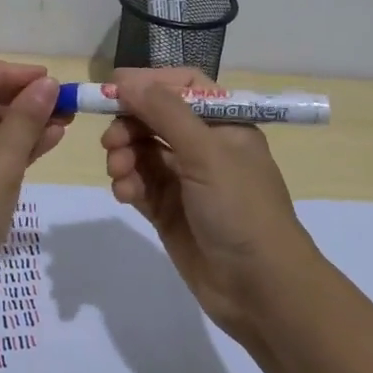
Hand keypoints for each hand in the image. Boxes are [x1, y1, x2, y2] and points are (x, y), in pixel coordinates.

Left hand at [0, 55, 65, 296]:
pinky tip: (45, 146)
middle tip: (63, 105)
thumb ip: (26, 118)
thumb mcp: (0, 161)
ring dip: (21, 125)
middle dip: (20, 99)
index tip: (47, 82)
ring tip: (64, 124)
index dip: (9, 71)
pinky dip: (12, 151)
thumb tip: (48, 84)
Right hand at [100, 68, 318, 343]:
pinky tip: (125, 194)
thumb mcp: (206, 152)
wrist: (261, 290)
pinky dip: (127, 183)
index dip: (149, 82)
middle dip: (129, 124)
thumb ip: (164, 111)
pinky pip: (139, 183)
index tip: (114, 88)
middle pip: (154, 117)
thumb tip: (126, 81)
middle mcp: (204, 146)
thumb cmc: (241, 209)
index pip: (182, 86)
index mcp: (224, 123)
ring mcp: (185, 179)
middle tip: (110, 141)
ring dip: (124, 155)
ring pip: (141, 150)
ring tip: (119, 172)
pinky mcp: (169, 210)